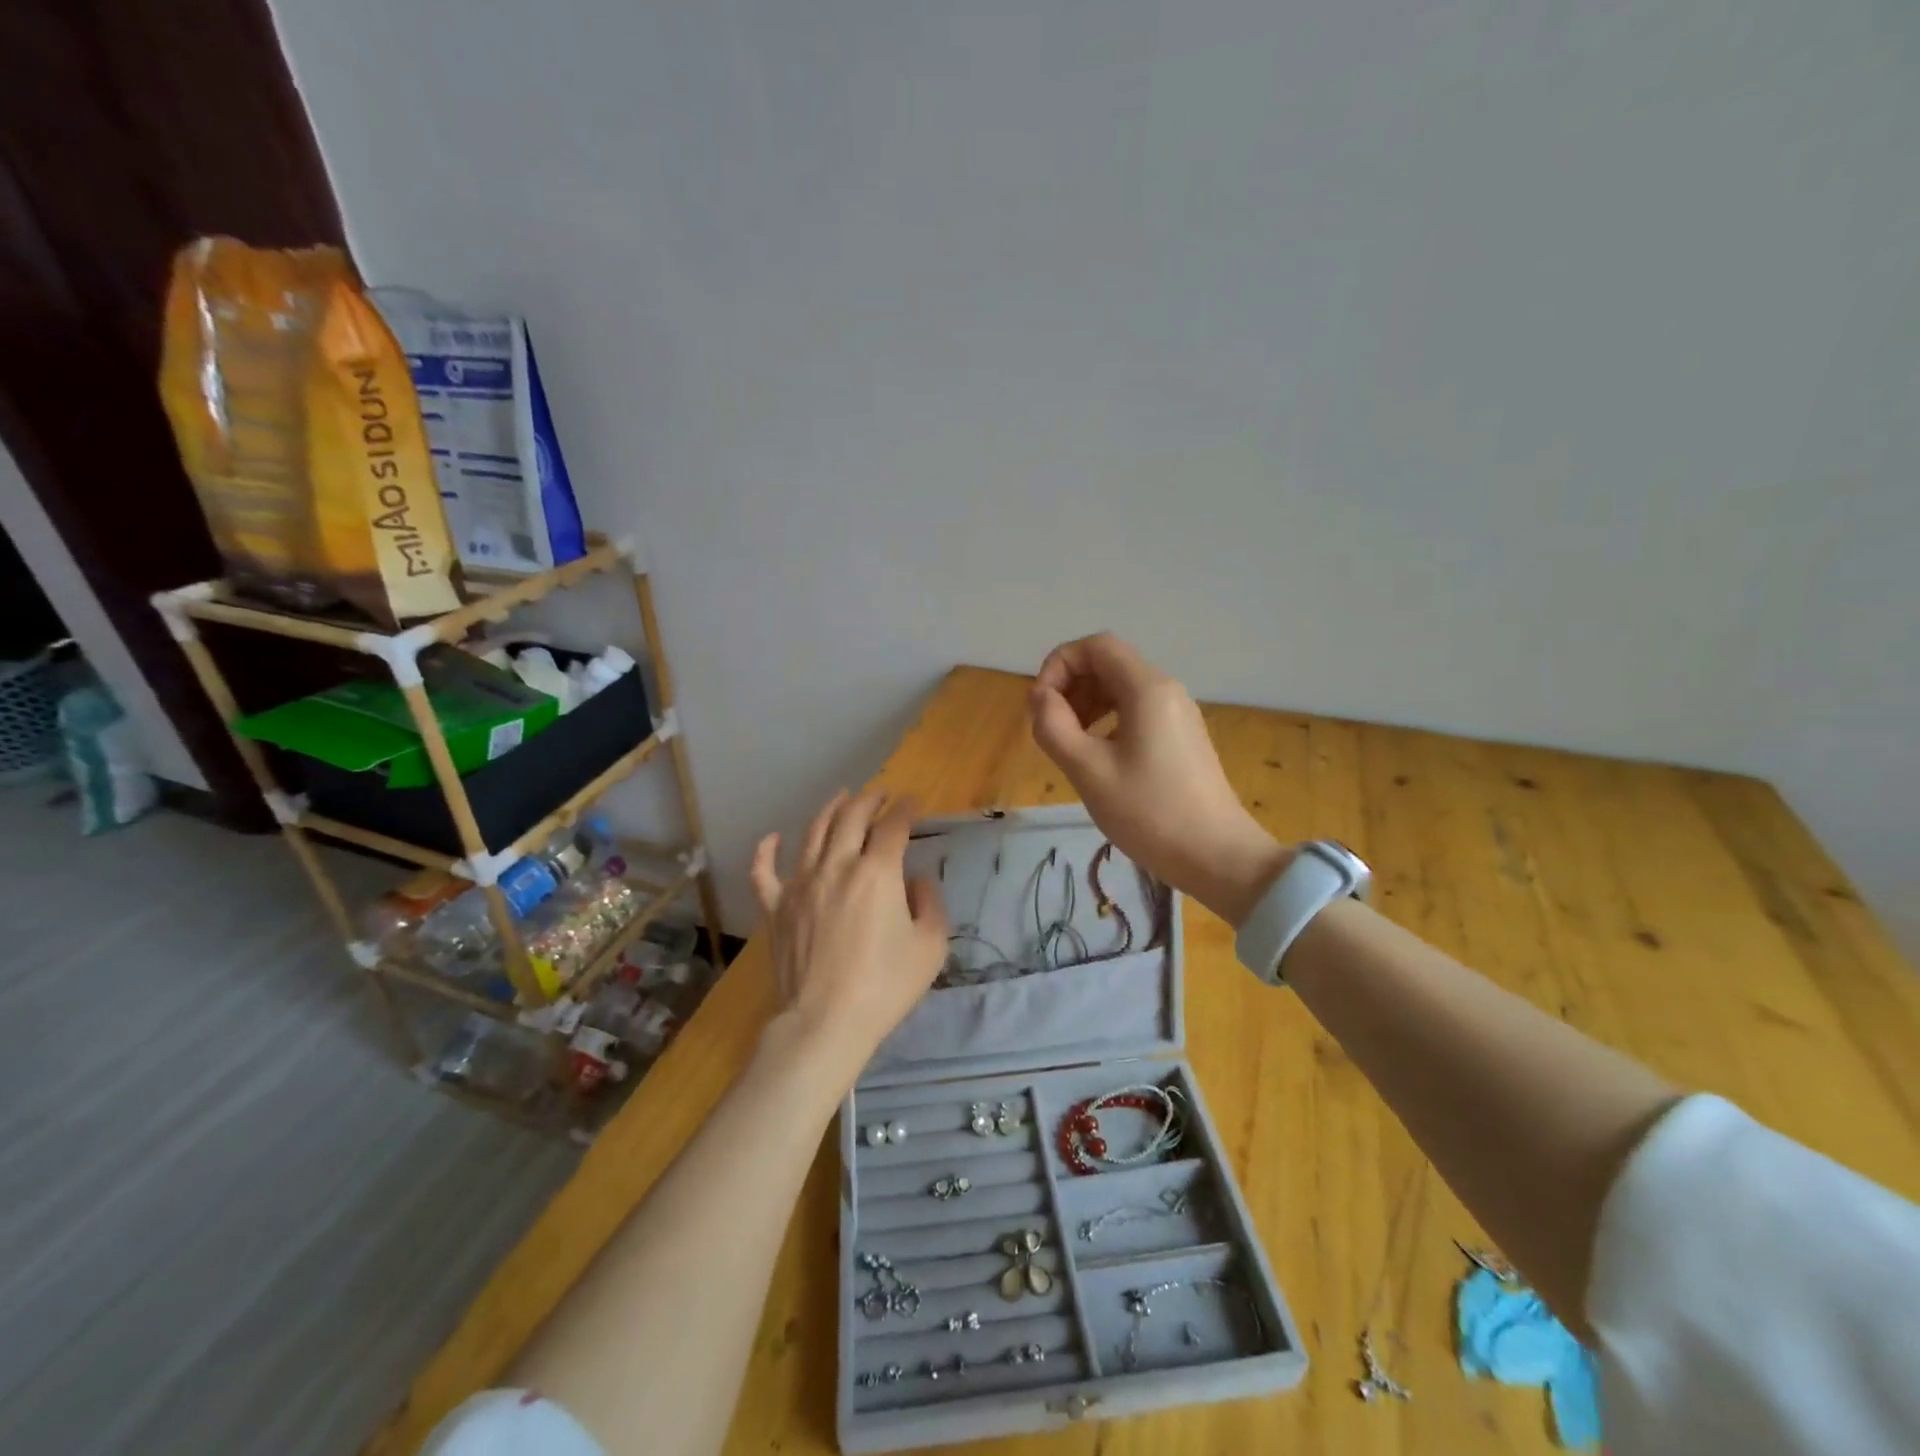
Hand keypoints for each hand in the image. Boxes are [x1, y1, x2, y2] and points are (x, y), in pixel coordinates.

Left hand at [750, 789, 948, 1083]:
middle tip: (880, 794)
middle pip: (851, 818)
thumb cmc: (885, 985)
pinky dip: (766, 850)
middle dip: (869, 800)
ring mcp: (801, 884)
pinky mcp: (776, 907)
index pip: (893, 826)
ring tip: (842, 798)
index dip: (905, 809)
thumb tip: (917, 881)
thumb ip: (930, 904)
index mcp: (877, 872)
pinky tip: (772, 837)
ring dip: (830, 810)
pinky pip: (764, 871)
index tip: (913, 802)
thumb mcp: (930, 946)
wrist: (825, 1022)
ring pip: (813, 832)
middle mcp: (837, 866)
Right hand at [1029, 633, 1291, 925]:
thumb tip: (1039, 697)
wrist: (1216, 856)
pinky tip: (1098, 757)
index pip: (1096, 646)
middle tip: (1051, 728)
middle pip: (1109, 664)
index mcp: (1147, 689)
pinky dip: (1108, 721)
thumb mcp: (1088, 770)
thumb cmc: (1148, 812)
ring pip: (1122, 689)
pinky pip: (1137, 712)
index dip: (1059, 664)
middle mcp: (1166, 690)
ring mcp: (1179, 714)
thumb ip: (1054, 726)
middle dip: (1071, 686)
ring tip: (1069, 744)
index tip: (1041, 704)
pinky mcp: (1183, 738)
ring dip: (1087, 704)